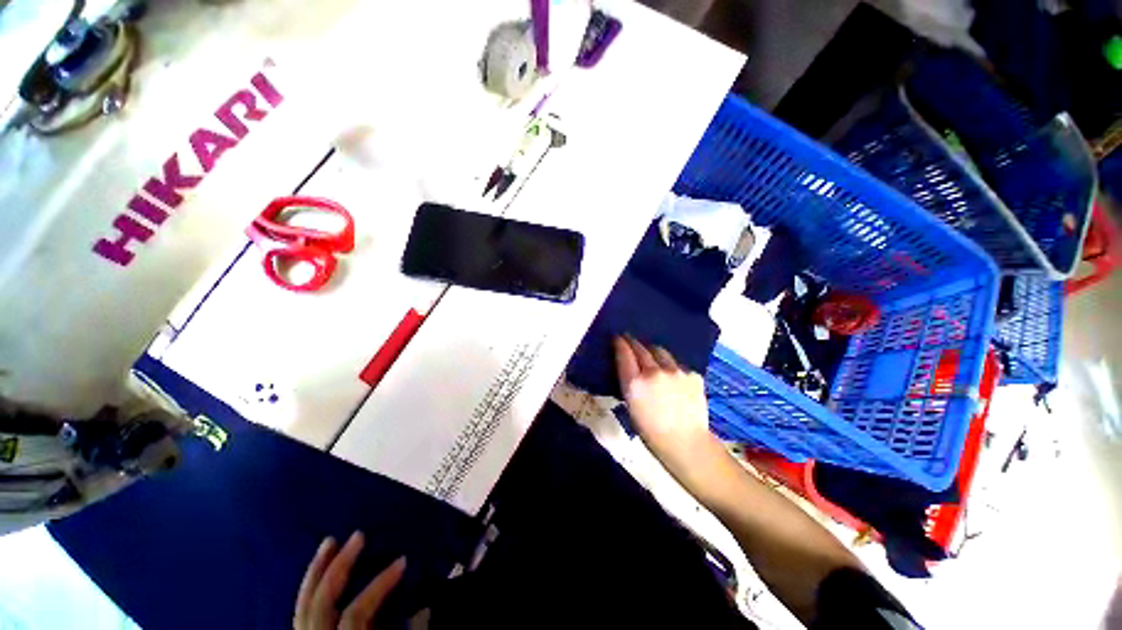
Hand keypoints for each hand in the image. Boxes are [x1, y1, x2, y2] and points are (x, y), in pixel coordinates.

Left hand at [295, 532, 405, 629]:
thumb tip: (424, 608)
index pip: (356, 612)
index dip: (379, 586)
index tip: (403, 561)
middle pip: (322, 601)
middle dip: (339, 566)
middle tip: (359, 535)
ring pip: (304, 602)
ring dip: (317, 569)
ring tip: (330, 540)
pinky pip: (300, 607)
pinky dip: (308, 584)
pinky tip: (317, 567)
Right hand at [612, 336, 726, 490]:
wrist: (687, 444)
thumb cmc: (651, 432)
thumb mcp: (631, 407)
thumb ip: (629, 384)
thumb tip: (629, 369)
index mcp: (635, 382)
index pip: (624, 353)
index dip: (619, 343)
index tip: (617, 337)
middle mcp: (654, 372)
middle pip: (641, 348)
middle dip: (633, 342)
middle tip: (630, 339)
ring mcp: (675, 371)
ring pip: (660, 351)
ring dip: (652, 351)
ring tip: (651, 354)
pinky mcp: (692, 374)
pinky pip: (677, 365)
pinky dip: (671, 367)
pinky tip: (672, 376)